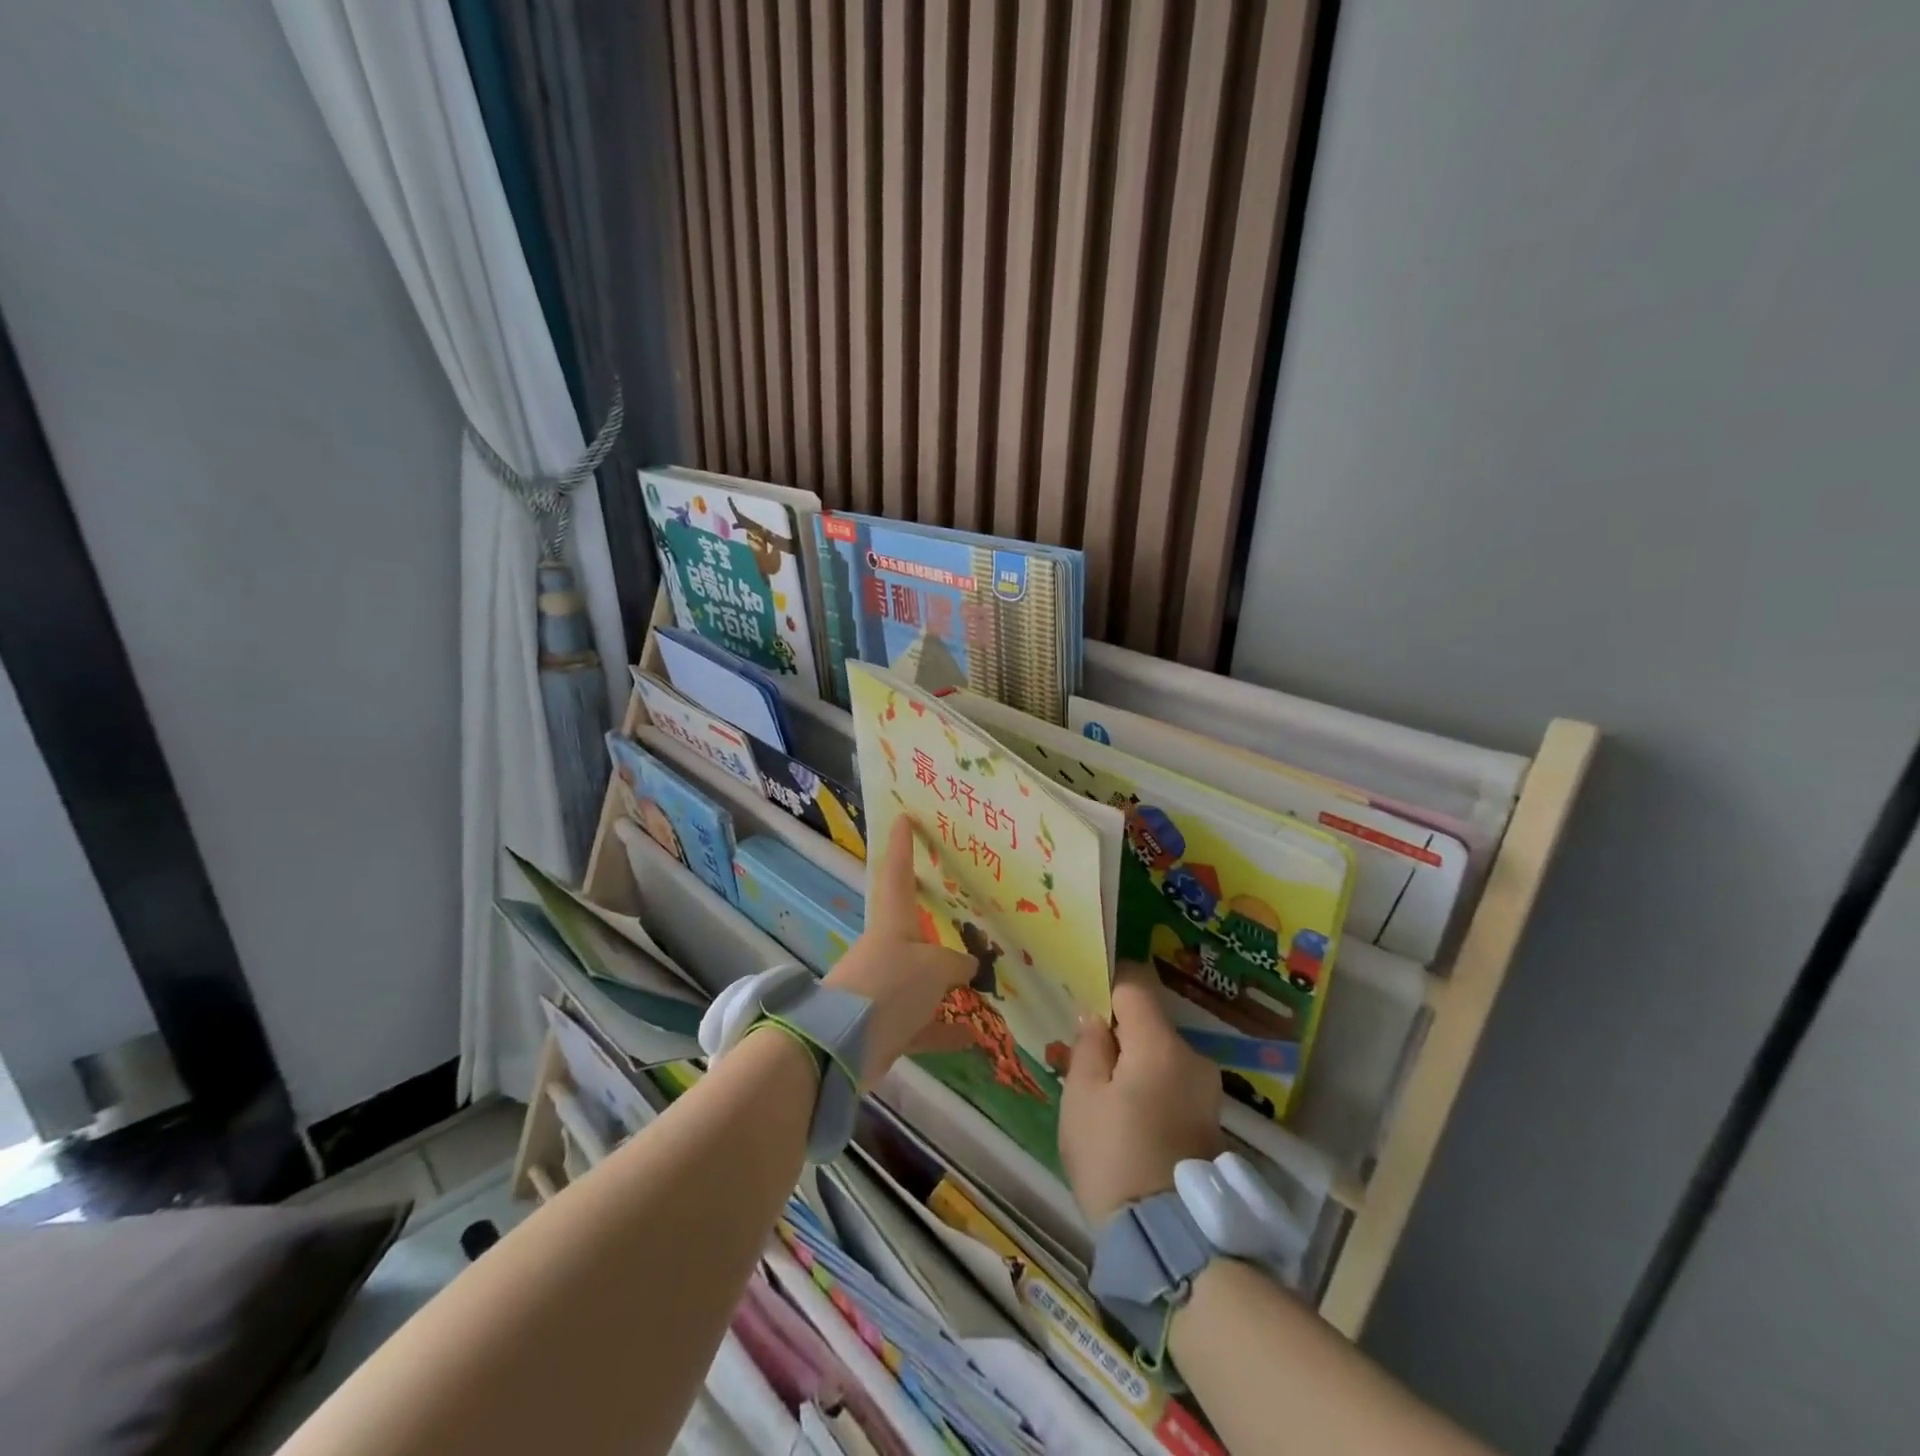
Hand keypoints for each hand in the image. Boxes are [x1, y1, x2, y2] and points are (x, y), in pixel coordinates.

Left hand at [823, 816, 974, 1085]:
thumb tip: (968, 967)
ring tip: (980, 986)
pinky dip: (944, 1029)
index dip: (901, 845)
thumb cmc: (890, 985)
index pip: (896, 872)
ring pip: (920, 980)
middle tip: (960, 912)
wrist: (842, 1045)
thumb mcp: (933, 968)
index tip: (904, 818)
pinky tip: (972, 1037)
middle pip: (912, 928)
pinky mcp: (885, 1025)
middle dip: (934, 922)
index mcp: (893, 922)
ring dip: (947, 986)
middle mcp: (887, 949)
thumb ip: (955, 964)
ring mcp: (884, 988)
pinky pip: (921, 1023)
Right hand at [1059, 962, 1224, 1224]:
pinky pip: (1174, 1085)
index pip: (1136, 985)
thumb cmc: (1113, 1157)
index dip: (1108, 984)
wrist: (1170, 1242)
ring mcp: (1208, 1092)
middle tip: (1087, 1062)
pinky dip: (1153, 1089)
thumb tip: (1097, 1018)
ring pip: (1162, 1056)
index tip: (1086, 1000)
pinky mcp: (1212, 1122)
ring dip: (1136, 1064)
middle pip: (1150, 1023)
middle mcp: (1193, 1058)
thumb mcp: (1082, 1097)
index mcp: (1160, 1044)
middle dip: (1120, 1033)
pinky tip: (1132, 1121)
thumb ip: (1089, 1047)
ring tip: (1107, 1098)